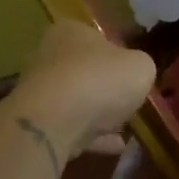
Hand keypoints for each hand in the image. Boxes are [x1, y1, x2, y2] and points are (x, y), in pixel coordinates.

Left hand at [11, 20, 156, 158]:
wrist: (53, 123)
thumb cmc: (99, 80)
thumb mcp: (141, 67)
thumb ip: (141, 67)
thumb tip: (136, 73)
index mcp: (71, 32)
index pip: (98, 38)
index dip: (120, 56)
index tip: (134, 74)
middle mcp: (49, 56)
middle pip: (86, 71)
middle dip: (107, 88)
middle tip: (131, 102)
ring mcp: (40, 91)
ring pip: (77, 102)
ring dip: (100, 115)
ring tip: (126, 129)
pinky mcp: (37, 123)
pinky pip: (72, 128)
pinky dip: (92, 137)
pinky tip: (115, 146)